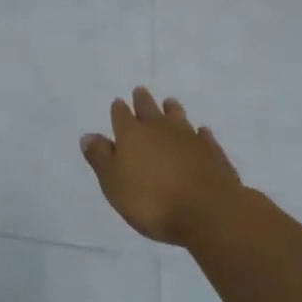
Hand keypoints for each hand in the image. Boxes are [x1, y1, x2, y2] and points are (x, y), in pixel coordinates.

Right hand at [81, 87, 241, 246]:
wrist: (208, 210)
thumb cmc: (152, 200)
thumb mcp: (114, 183)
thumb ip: (100, 158)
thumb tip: (88, 135)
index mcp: (132, 134)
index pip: (121, 115)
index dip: (118, 109)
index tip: (118, 103)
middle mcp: (159, 128)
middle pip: (149, 108)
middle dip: (142, 100)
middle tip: (140, 91)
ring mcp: (189, 137)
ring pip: (177, 117)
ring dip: (172, 110)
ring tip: (169, 103)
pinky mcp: (212, 151)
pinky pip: (203, 136)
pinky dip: (199, 133)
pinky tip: (200, 132)